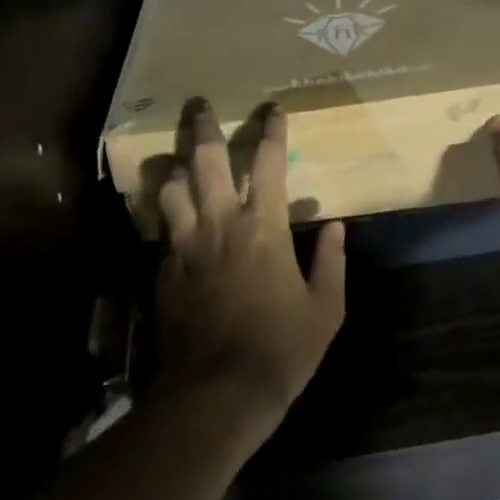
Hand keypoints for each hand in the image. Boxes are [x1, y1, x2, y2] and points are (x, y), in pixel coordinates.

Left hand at [153, 102, 345, 429]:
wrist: (215, 395)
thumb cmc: (280, 349)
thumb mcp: (326, 309)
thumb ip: (332, 262)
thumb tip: (337, 226)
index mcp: (262, 227)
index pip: (267, 163)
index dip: (271, 130)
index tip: (273, 109)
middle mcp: (220, 224)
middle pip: (206, 161)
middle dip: (203, 127)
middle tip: (199, 105)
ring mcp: (185, 246)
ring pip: (171, 188)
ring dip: (176, 167)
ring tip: (179, 160)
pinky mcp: (162, 271)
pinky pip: (162, 226)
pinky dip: (167, 211)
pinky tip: (171, 214)